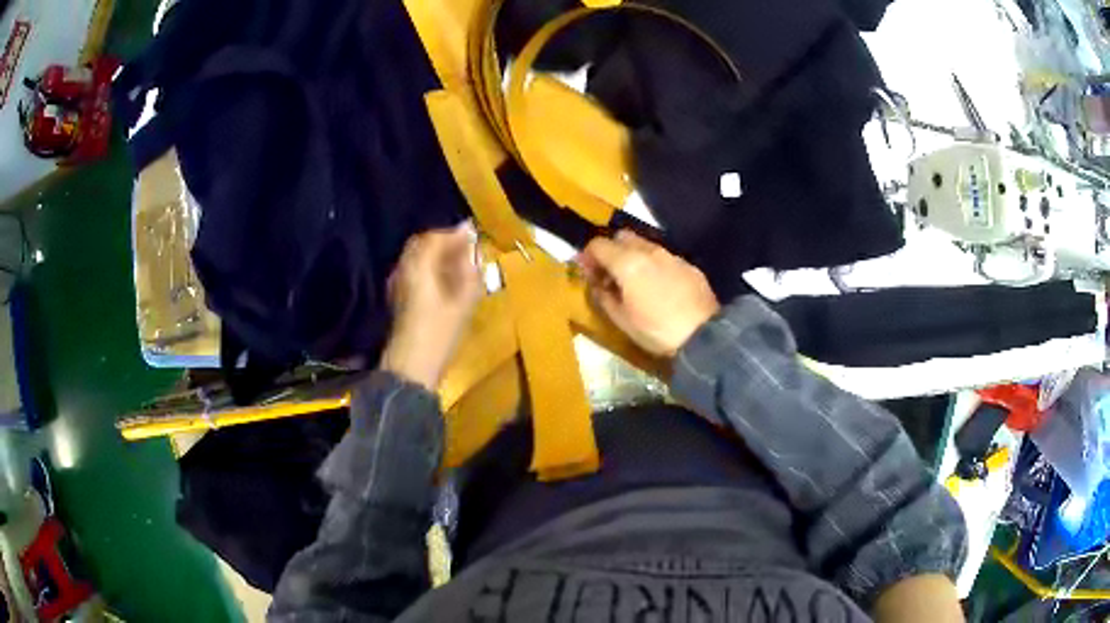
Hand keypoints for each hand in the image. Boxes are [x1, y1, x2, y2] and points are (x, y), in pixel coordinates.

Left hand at [380, 223, 482, 389]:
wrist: (411, 367)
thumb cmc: (439, 333)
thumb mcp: (463, 301)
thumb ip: (470, 271)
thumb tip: (474, 249)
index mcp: (418, 266)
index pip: (435, 238)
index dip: (455, 234)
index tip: (473, 234)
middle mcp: (403, 269)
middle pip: (421, 245)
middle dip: (443, 242)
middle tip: (465, 248)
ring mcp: (397, 284)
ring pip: (416, 258)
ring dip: (436, 255)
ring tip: (458, 264)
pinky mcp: (397, 299)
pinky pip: (413, 272)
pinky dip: (429, 269)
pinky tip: (444, 282)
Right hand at [579, 230, 719, 357]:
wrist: (704, 336)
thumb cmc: (656, 331)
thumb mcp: (621, 320)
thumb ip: (603, 297)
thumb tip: (596, 284)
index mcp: (627, 263)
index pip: (598, 245)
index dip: (587, 256)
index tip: (586, 272)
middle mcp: (649, 251)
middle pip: (622, 236)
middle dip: (611, 250)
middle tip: (609, 274)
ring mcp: (671, 255)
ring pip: (645, 244)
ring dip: (632, 256)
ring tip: (634, 281)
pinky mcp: (689, 265)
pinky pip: (664, 257)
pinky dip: (654, 265)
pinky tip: (659, 287)